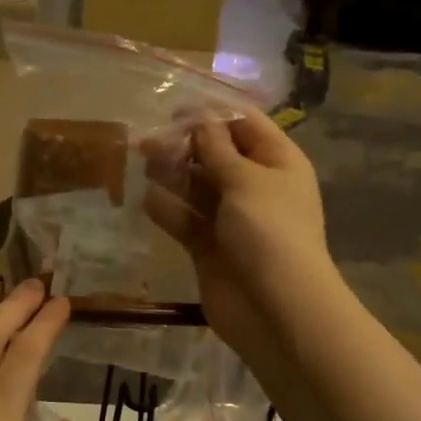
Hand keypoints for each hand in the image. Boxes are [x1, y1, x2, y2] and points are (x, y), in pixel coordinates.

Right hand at [142, 108, 337, 361]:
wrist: (277, 310)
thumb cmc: (270, 233)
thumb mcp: (247, 181)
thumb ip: (218, 150)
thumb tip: (201, 121)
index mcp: (277, 163)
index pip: (244, 125)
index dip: (211, 114)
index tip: (173, 110)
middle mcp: (255, 187)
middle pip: (216, 155)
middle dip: (184, 145)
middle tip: (147, 143)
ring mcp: (231, 219)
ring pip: (196, 187)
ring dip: (171, 175)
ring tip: (144, 165)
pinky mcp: (208, 248)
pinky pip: (185, 221)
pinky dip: (167, 210)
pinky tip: (147, 201)